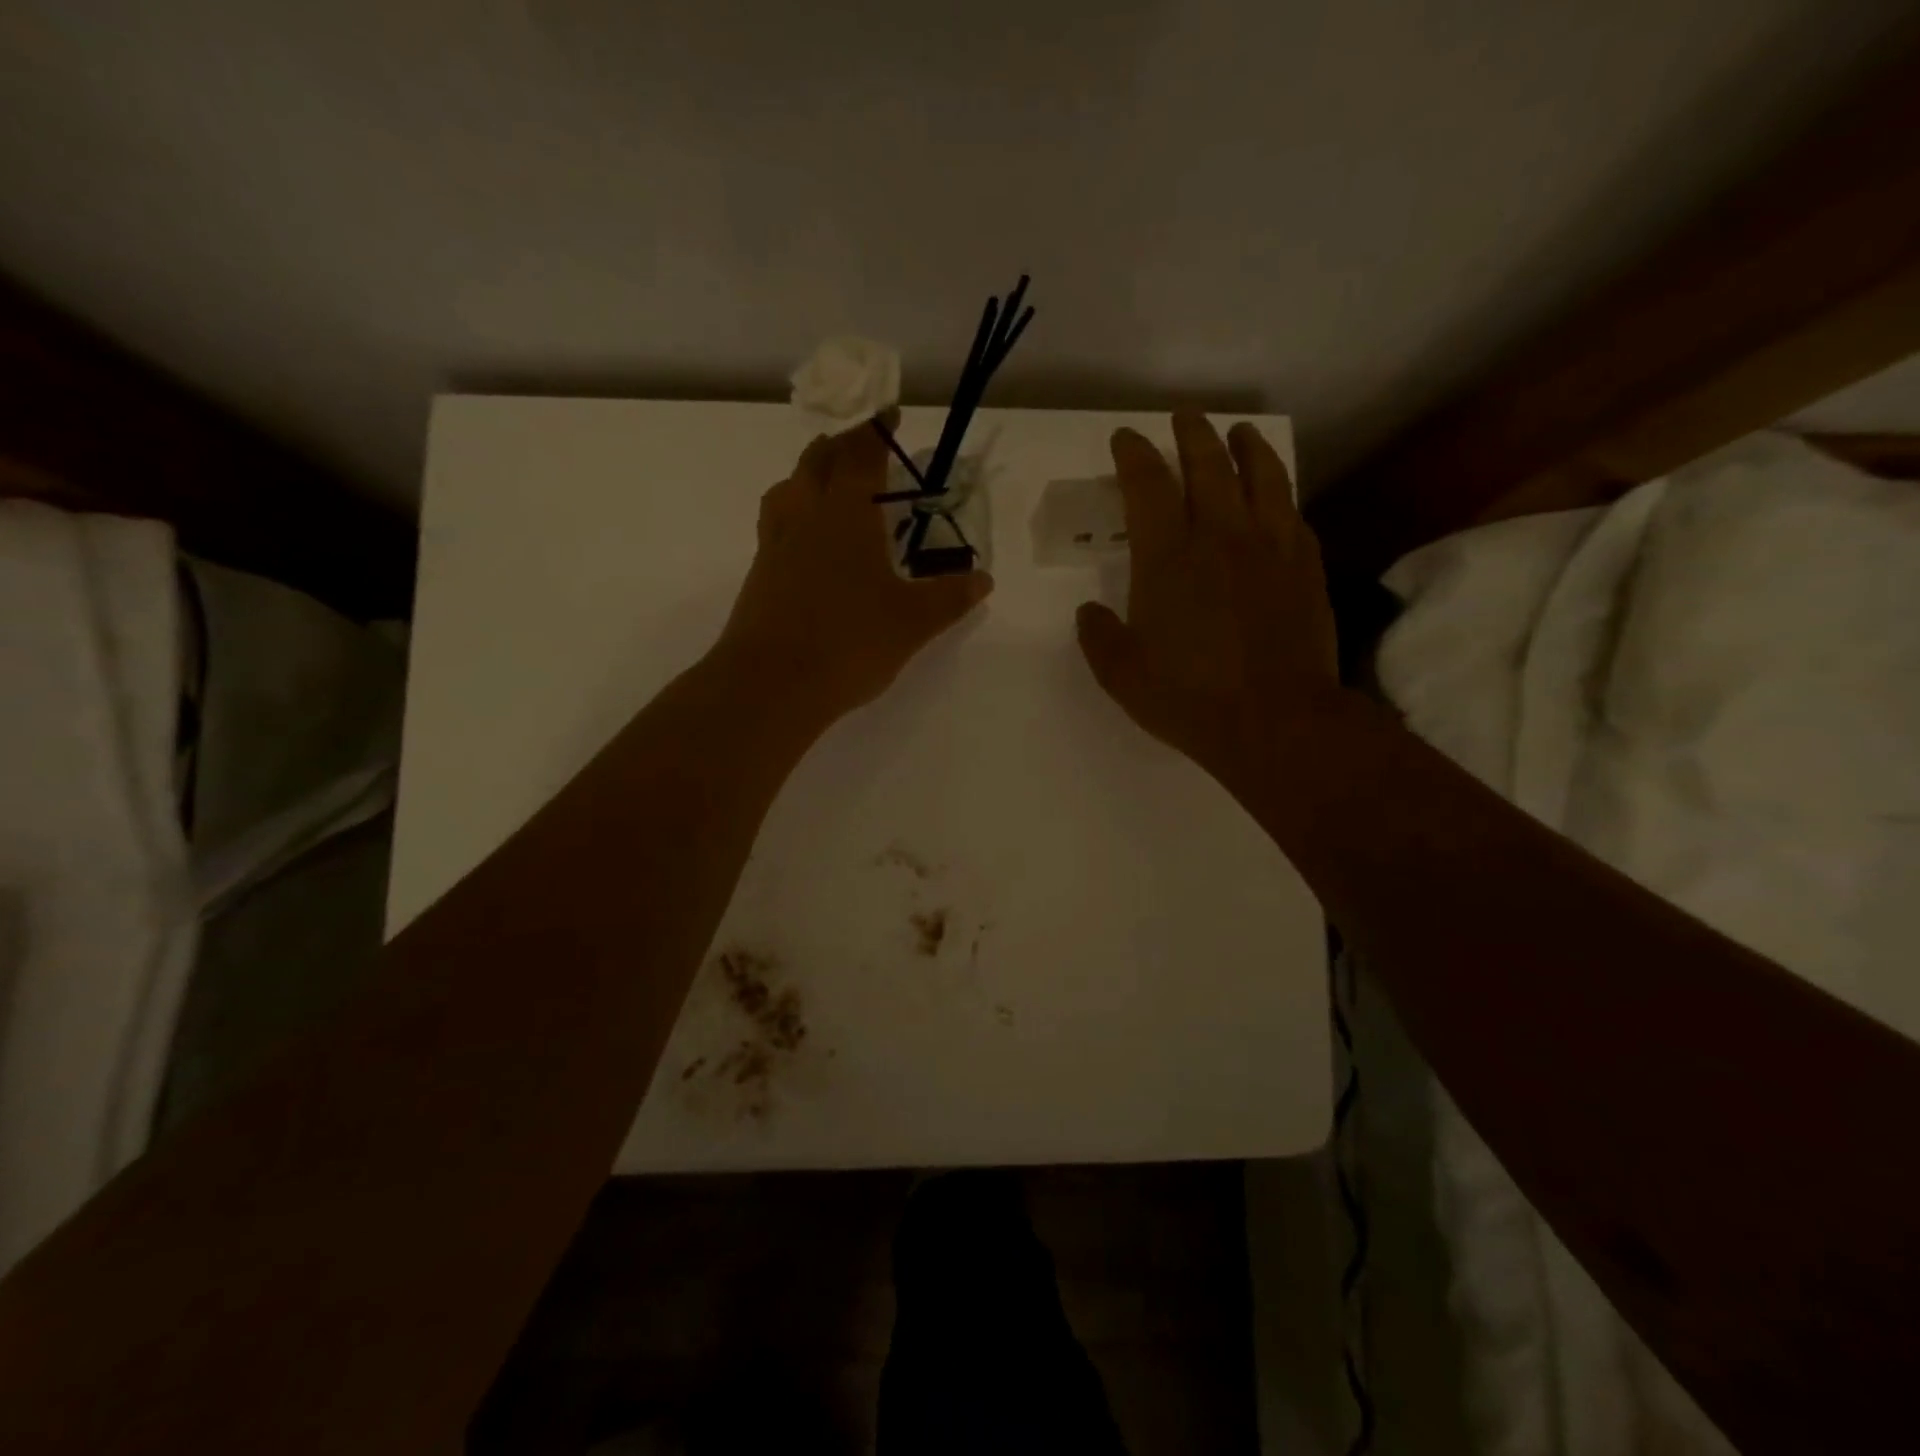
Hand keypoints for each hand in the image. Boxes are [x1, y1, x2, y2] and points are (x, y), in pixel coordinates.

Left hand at [715, 416, 993, 723]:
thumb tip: (983, 579)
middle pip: (816, 462)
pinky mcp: (759, 576)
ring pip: (787, 490)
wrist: (772, 684)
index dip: (876, 431)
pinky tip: (809, 544)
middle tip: (862, 448)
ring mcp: (775, 546)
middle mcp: (805, 516)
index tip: (890, 415)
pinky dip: (794, 515)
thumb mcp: (913, 622)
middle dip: (840, 446)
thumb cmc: (850, 642)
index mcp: (846, 514)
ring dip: (808, 476)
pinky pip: (776, 526)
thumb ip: (949, 597)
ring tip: (827, 487)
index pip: (860, 454)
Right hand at [1075, 412, 1342, 796]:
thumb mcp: (1121, 675)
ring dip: (1248, 448)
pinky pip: (1294, 516)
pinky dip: (1281, 497)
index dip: (1134, 455)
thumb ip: (1098, 636)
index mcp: (1167, 559)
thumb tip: (1090, 611)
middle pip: (1208, 466)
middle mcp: (1220, 538)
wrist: (1275, 722)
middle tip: (1185, 417)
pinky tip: (1277, 498)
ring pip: (1262, 478)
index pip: (1148, 486)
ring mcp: (1270, 549)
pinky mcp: (1306, 569)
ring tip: (1241, 433)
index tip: (1126, 438)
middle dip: (1193, 434)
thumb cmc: (1189, 699)